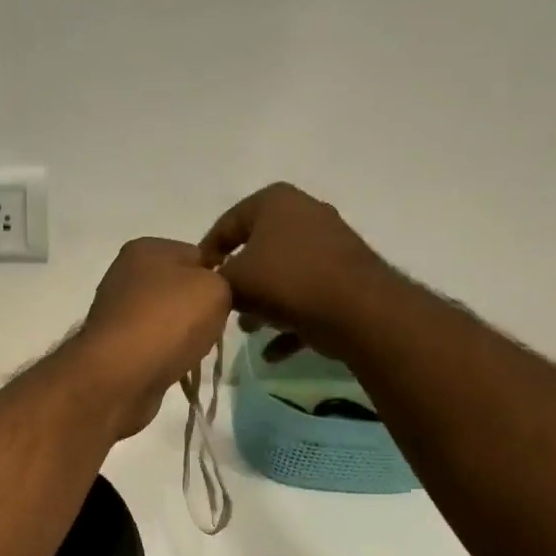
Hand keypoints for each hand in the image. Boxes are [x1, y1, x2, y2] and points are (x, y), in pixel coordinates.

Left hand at [76, 238, 231, 438]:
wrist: (119, 376)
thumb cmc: (169, 321)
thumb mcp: (216, 289)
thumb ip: (224, 282)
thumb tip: (210, 292)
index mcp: (146, 248)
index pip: (197, 254)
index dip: (217, 277)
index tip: (227, 300)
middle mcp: (125, 274)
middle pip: (179, 288)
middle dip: (198, 308)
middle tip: (213, 328)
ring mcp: (116, 311)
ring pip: (166, 318)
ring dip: (182, 334)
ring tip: (192, 350)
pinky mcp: (113, 345)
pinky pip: (153, 344)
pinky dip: (165, 354)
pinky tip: (172, 365)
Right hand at [199, 183, 385, 361]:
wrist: (357, 310)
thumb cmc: (287, 282)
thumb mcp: (235, 281)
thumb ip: (215, 281)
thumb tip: (213, 287)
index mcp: (276, 202)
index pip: (227, 223)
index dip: (207, 253)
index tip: (198, 280)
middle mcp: (306, 214)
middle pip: (258, 249)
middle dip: (239, 280)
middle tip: (223, 303)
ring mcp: (331, 245)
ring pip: (285, 275)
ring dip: (264, 304)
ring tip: (249, 329)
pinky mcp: (347, 277)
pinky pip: (309, 297)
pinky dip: (291, 321)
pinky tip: (273, 352)